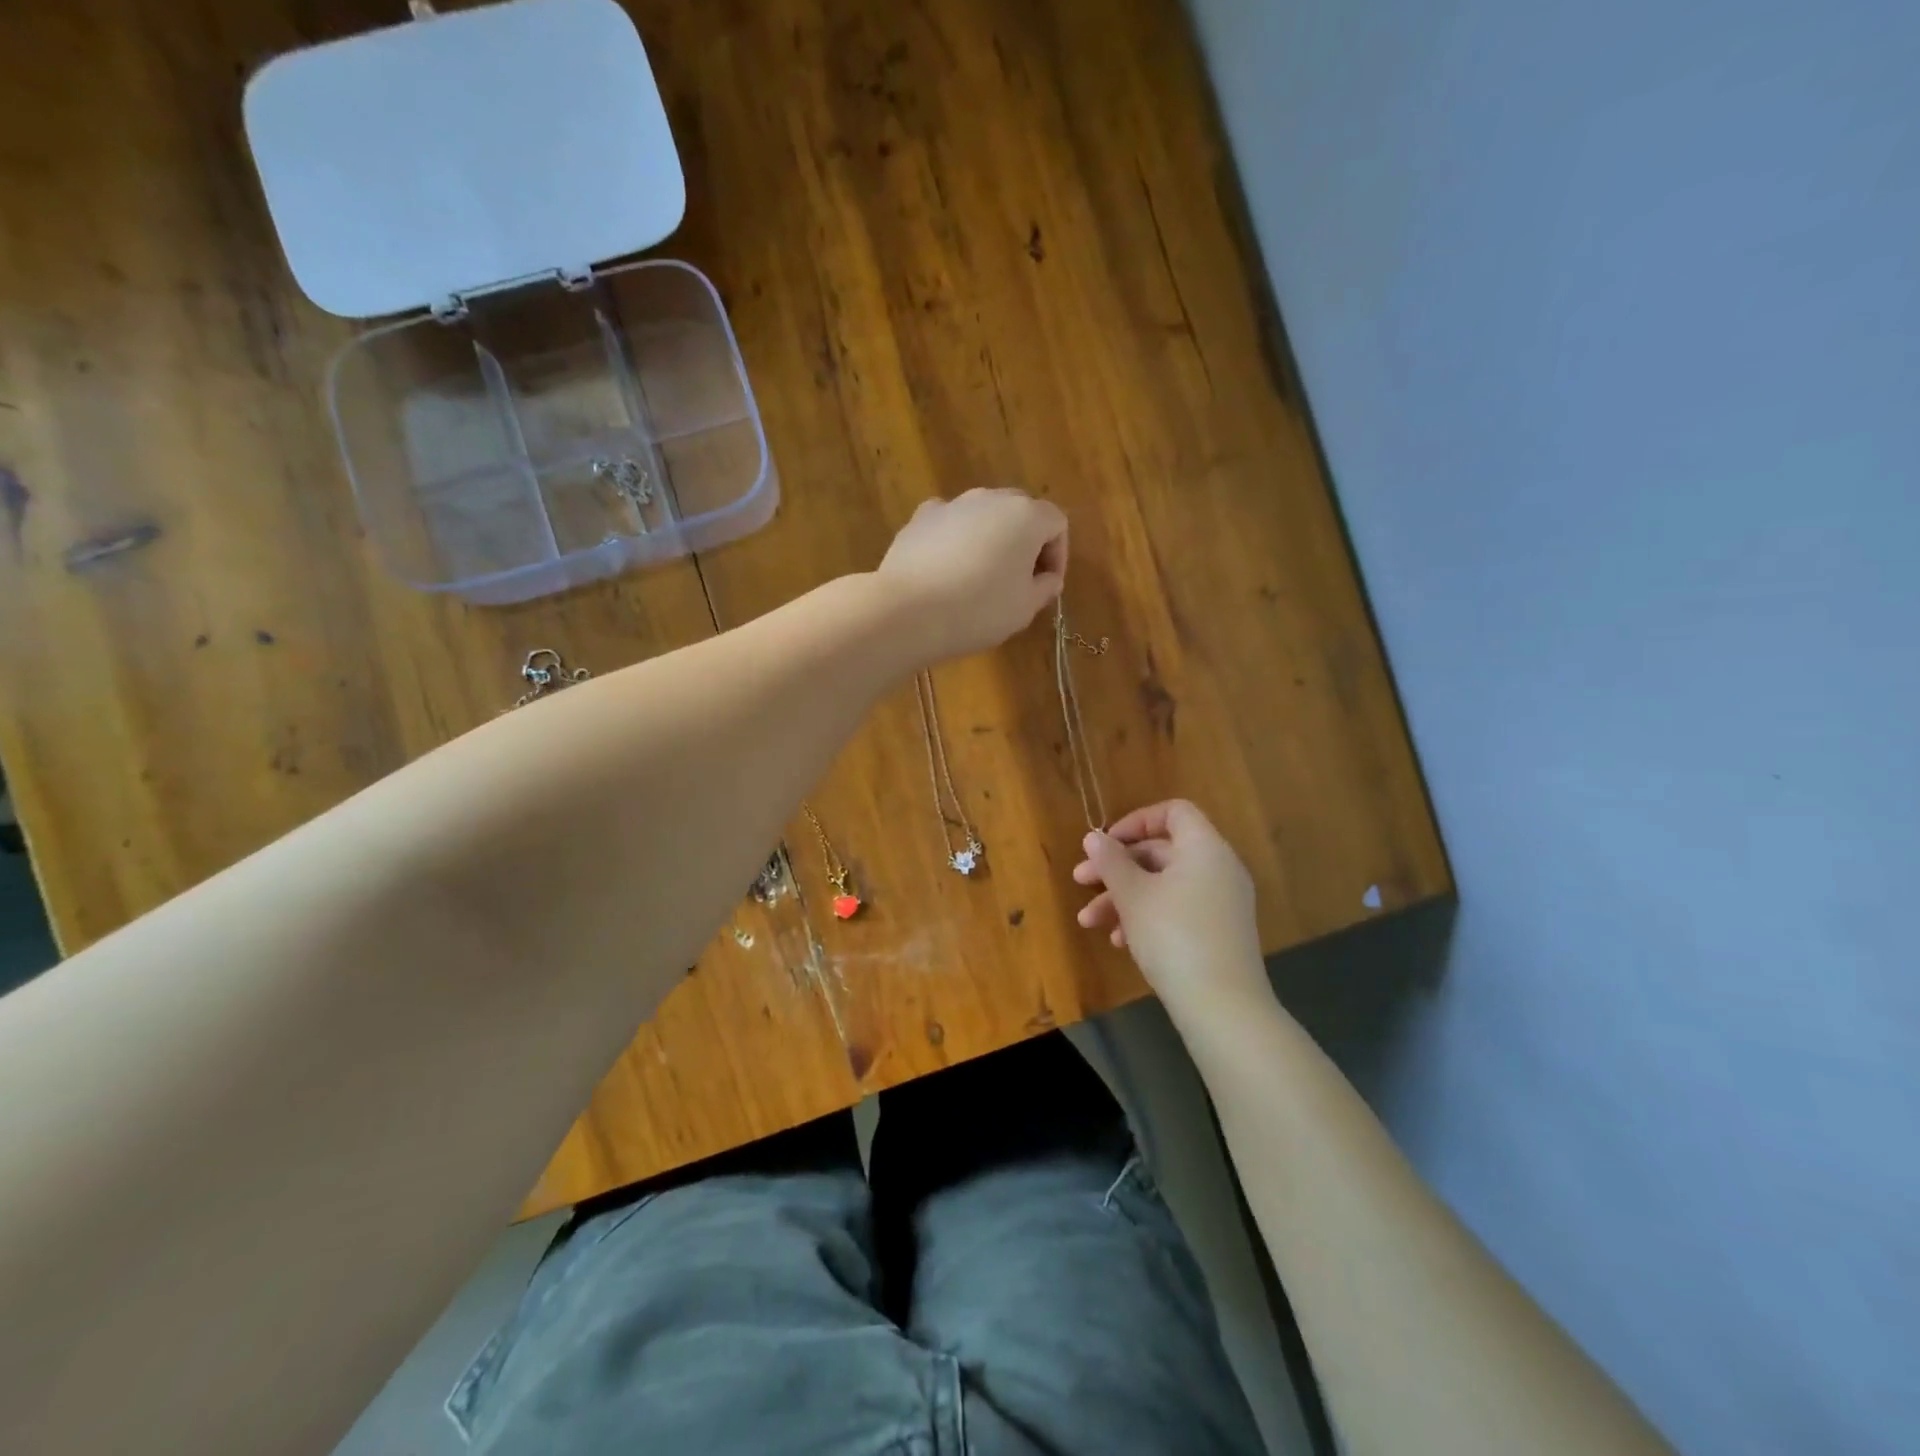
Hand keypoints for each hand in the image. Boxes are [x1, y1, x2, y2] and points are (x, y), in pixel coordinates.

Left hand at [877, 488, 1068, 661]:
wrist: (908, 612)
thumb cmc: (979, 611)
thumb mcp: (1024, 608)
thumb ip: (1045, 587)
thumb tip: (1048, 577)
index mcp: (1026, 516)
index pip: (1056, 523)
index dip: (1058, 555)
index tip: (1047, 585)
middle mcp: (991, 498)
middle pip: (1021, 512)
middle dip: (1026, 543)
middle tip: (1019, 580)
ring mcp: (952, 504)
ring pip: (984, 515)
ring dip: (991, 539)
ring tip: (981, 576)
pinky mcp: (920, 517)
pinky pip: (950, 523)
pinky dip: (956, 539)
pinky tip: (948, 569)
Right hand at [1073, 800, 1270, 1016]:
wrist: (1222, 1007)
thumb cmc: (1173, 936)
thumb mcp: (1132, 895)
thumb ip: (1111, 861)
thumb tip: (1094, 838)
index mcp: (1204, 848)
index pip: (1173, 812)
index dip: (1136, 821)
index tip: (1106, 844)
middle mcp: (1219, 868)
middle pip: (1162, 852)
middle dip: (1117, 867)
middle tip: (1080, 881)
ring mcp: (1222, 902)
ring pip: (1164, 885)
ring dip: (1124, 898)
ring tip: (1090, 922)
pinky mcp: (1219, 932)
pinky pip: (1178, 909)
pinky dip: (1148, 916)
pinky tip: (1120, 942)